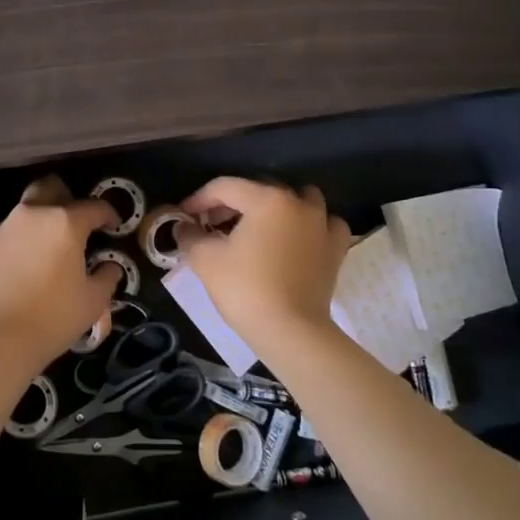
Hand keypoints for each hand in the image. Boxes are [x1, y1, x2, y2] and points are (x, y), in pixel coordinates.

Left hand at [0, 175, 121, 377]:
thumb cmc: (52, 317)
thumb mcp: (92, 301)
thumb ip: (106, 277)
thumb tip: (110, 266)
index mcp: (65, 223)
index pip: (93, 207)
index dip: (108, 214)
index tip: (114, 225)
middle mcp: (34, 215)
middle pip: (52, 188)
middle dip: (68, 197)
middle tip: (78, 221)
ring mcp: (7, 227)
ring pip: (30, 207)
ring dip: (45, 216)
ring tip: (55, 244)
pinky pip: (14, 229)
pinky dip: (27, 236)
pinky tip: (33, 261)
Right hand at [177, 178, 350, 356]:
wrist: (291, 332)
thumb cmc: (245, 289)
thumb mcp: (205, 260)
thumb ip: (190, 236)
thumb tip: (184, 227)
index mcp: (266, 199)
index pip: (225, 187)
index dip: (199, 199)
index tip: (184, 216)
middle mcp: (297, 203)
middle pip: (259, 190)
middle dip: (233, 203)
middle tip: (212, 224)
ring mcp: (321, 225)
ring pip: (299, 199)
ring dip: (277, 206)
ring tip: (258, 227)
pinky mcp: (336, 250)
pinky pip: (325, 224)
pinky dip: (311, 225)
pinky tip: (298, 238)